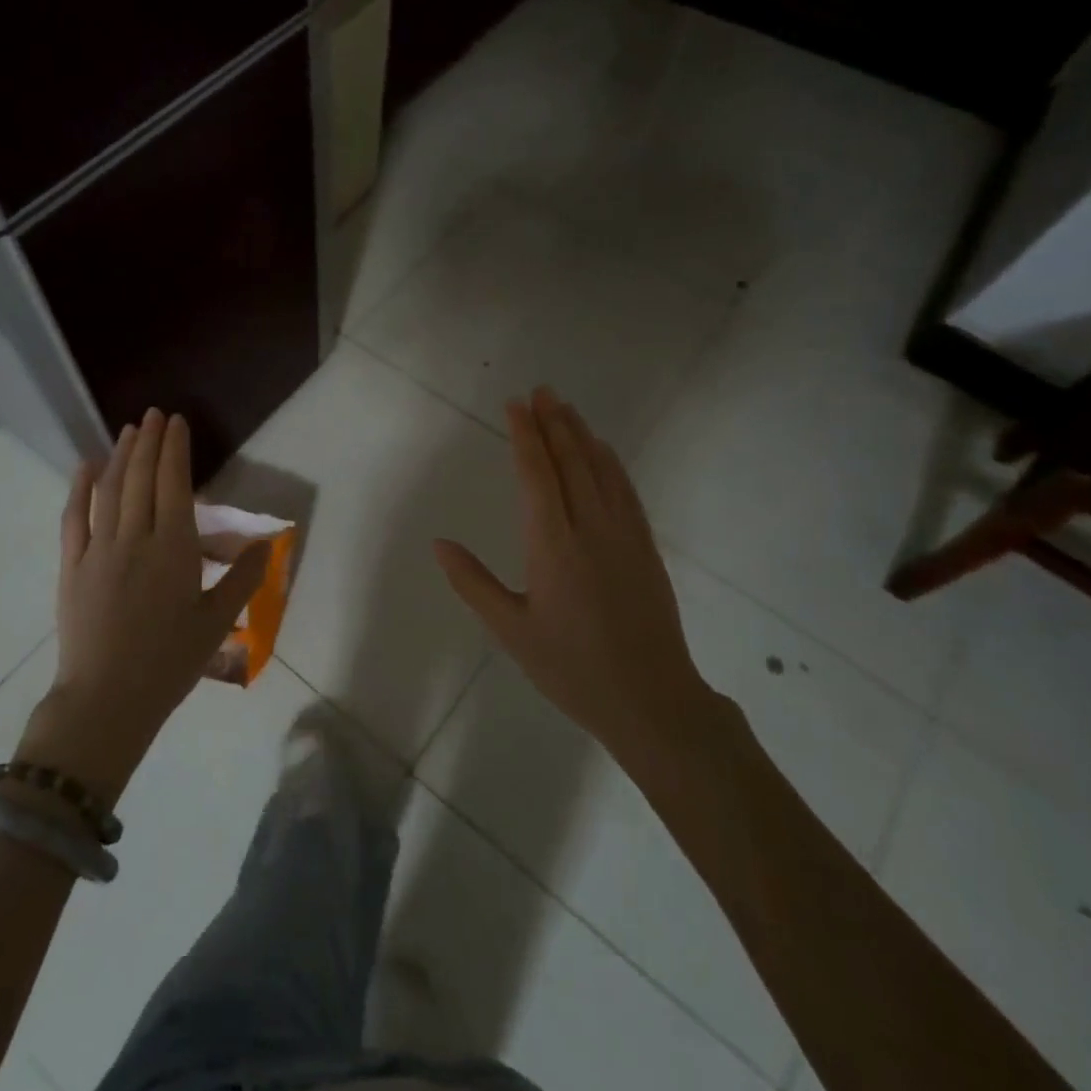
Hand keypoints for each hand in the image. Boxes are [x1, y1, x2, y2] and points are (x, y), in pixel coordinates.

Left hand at [19, 409, 267, 803]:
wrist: (107, 701)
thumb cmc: (169, 664)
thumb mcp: (216, 622)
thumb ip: (243, 580)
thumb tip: (268, 545)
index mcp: (174, 549)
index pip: (174, 485)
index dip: (175, 450)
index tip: (177, 422)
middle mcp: (135, 538)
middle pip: (141, 478)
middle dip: (149, 441)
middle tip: (154, 414)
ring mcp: (98, 550)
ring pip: (110, 490)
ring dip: (121, 455)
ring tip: (130, 429)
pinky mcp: (71, 566)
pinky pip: (74, 517)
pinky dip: (79, 488)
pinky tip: (86, 466)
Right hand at [432, 387, 710, 752]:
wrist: (651, 700)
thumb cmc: (571, 668)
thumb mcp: (511, 630)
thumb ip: (473, 582)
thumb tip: (439, 543)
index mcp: (552, 544)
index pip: (536, 474)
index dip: (524, 436)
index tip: (515, 405)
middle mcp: (590, 528)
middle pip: (571, 461)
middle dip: (554, 422)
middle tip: (541, 390)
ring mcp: (624, 535)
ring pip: (601, 470)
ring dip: (582, 435)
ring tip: (565, 408)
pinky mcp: (645, 547)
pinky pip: (626, 491)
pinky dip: (611, 463)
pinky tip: (604, 452)